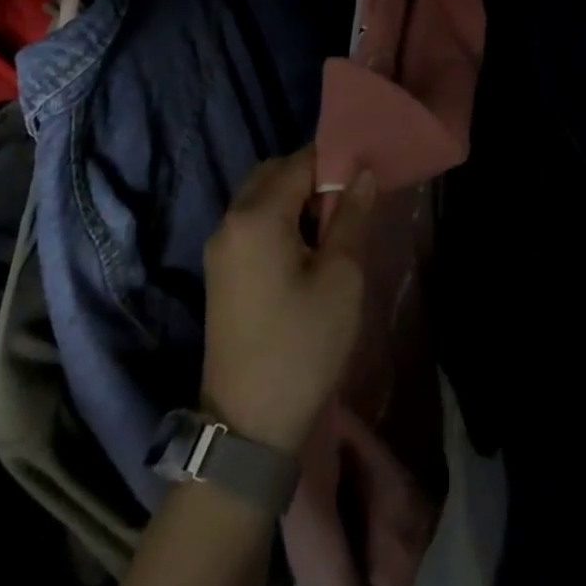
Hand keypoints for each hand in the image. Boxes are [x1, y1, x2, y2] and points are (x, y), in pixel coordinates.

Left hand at [201, 148, 375, 452]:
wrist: (248, 424)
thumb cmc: (303, 344)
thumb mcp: (341, 277)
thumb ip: (351, 217)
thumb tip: (363, 173)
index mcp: (257, 216)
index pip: (299, 162)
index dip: (335, 161)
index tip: (366, 173)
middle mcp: (230, 222)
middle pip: (273, 174)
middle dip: (312, 176)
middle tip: (350, 201)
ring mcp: (220, 248)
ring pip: (260, 198)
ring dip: (295, 198)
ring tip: (333, 226)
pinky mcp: (220, 272)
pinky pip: (251, 225)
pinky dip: (279, 220)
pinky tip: (307, 249)